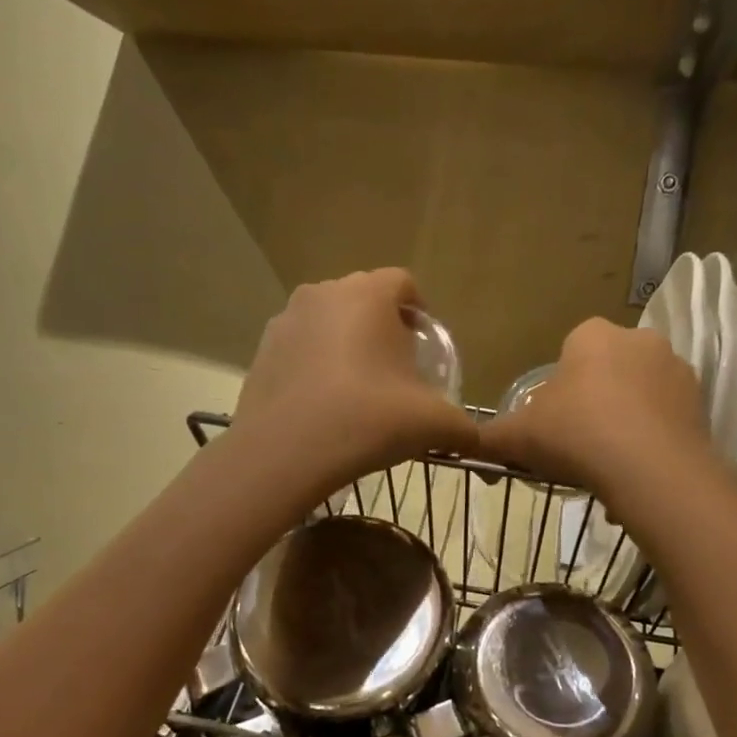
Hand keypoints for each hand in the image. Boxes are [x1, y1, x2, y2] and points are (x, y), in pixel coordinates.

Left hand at [231, 270, 477, 502]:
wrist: (285, 452)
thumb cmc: (367, 420)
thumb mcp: (432, 425)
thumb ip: (463, 427)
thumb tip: (474, 439)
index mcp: (368, 295)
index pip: (403, 283)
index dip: (419, 312)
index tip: (423, 349)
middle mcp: (324, 293)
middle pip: (364, 299)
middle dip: (382, 328)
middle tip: (395, 371)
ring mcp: (286, 320)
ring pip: (329, 322)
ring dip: (346, 345)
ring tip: (357, 390)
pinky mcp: (262, 350)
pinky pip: (300, 347)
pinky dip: (315, 365)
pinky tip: (323, 404)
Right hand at [479, 319, 721, 512]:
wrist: (649, 469)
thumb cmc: (575, 435)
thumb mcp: (517, 437)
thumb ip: (488, 438)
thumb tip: (465, 446)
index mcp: (593, 335)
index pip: (571, 350)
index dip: (559, 388)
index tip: (554, 421)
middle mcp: (639, 340)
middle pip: (608, 370)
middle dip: (595, 402)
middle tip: (579, 444)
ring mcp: (676, 370)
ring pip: (639, 396)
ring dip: (625, 422)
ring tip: (609, 466)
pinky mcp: (701, 404)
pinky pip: (665, 420)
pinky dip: (651, 442)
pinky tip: (636, 475)